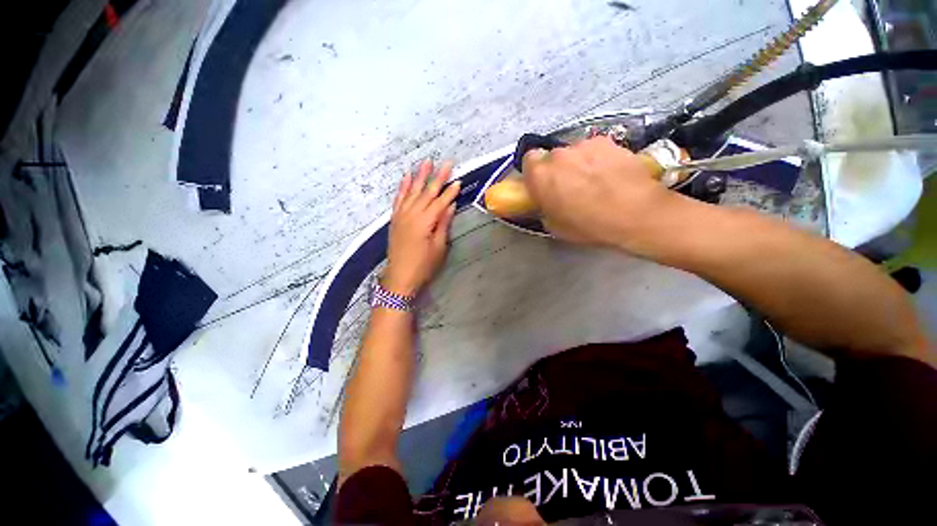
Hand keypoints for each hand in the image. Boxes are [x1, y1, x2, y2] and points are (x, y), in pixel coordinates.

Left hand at [383, 160, 459, 296]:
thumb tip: (451, 206)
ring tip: (426, 162)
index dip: (450, 191)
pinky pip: (399, 198)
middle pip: (427, 192)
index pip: (440, 202)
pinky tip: (406, 177)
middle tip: (446, 162)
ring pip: (412, 191)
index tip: (458, 180)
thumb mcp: (438, 247)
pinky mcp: (395, 218)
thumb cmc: (423, 265)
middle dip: (437, 177)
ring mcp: (401, 215)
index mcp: (425, 222)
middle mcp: (412, 214)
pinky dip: (403, 187)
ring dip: (420, 176)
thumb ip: (443, 224)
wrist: (400, 276)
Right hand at [522, 136, 673, 248]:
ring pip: (575, 152)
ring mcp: (584, 145)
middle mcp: (559, 155)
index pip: (528, 160)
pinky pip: (595, 149)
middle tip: (569, 186)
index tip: (543, 183)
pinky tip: (610, 174)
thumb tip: (546, 204)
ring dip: (578, 163)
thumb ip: (544, 209)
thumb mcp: (556, 227)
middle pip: (552, 156)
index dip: (535, 172)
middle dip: (558, 169)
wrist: (636, 214)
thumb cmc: (590, 226)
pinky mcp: (608, 142)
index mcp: (540, 176)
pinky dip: (598, 159)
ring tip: (594, 181)